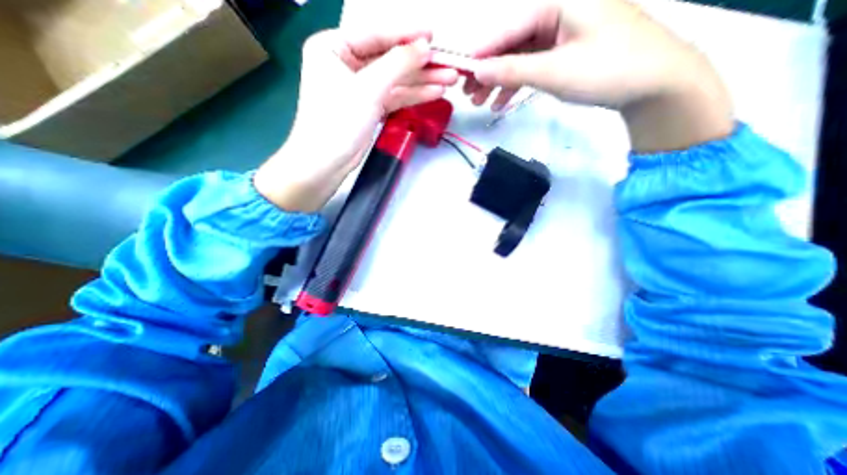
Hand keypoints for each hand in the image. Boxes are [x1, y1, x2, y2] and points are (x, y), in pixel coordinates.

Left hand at [255, 29, 459, 210]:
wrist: (326, 164)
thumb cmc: (339, 122)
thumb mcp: (368, 89)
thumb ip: (397, 64)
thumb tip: (424, 46)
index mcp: (334, 47)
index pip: (376, 35)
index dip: (407, 34)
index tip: (433, 35)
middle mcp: (346, 64)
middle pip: (389, 59)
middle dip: (420, 63)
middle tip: (448, 64)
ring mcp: (359, 88)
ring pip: (394, 80)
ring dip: (421, 80)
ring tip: (449, 79)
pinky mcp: (369, 108)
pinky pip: (393, 97)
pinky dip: (412, 96)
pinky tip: (433, 93)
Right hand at [467, 1, 730, 151]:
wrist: (656, 84)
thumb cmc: (607, 69)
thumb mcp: (554, 71)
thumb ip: (512, 70)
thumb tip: (478, 70)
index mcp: (559, 1)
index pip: (508, 29)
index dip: (482, 54)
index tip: (459, 74)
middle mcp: (560, 11)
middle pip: (512, 43)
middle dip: (489, 71)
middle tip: (468, 95)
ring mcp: (564, 33)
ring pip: (521, 57)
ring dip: (500, 82)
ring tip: (481, 104)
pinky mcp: (568, 52)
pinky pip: (535, 66)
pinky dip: (518, 85)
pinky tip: (502, 103)